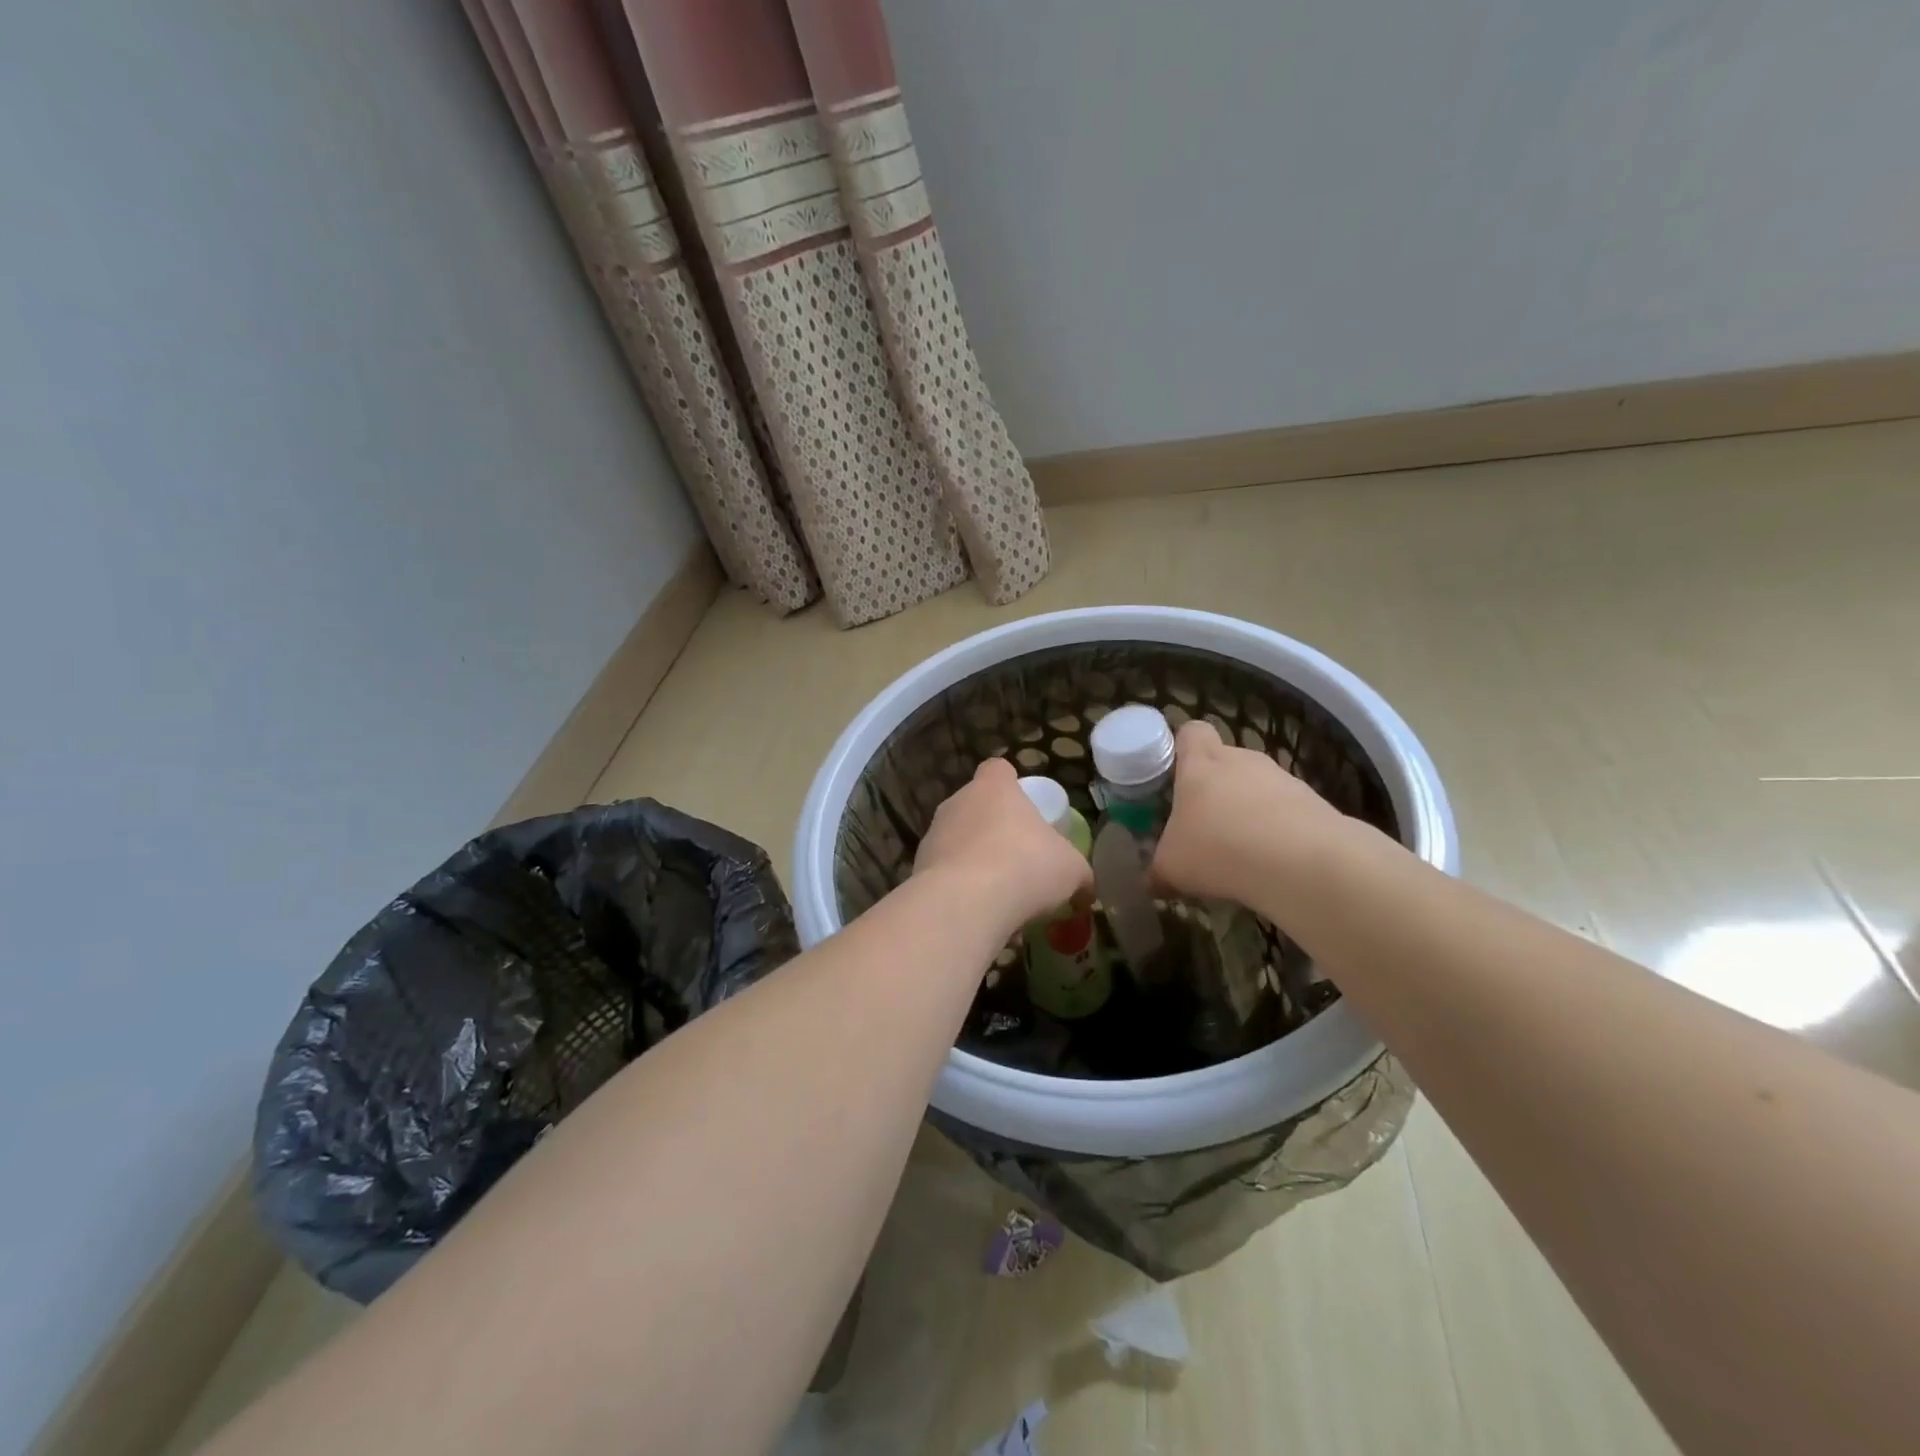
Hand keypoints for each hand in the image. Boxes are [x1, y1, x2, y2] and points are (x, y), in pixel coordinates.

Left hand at [914, 757, 1093, 931]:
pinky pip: (944, 875)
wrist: (964, 903)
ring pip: (957, 842)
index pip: (998, 769)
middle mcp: (957, 803)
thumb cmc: (1025, 867)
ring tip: (999, 895)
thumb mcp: (1071, 870)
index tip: (1024, 806)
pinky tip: (978, 915)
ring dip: (975, 861)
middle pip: (976, 806)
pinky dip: (959, 890)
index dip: (1011, 783)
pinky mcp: (918, 869)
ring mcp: (933, 835)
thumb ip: (1078, 874)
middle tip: (1018, 858)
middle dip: (994, 829)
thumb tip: (1086, 889)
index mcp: (993, 788)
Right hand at [1151, 719, 1348, 908]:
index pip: (1191, 731)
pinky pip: (1286, 810)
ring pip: (1257, 786)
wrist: (1303, 863)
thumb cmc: (1219, 849)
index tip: (1174, 774)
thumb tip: (1150, 883)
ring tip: (1241, 851)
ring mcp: (1282, 778)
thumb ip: (1158, 870)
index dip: (1181, 747)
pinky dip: (1278, 831)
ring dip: (1248, 811)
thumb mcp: (1172, 867)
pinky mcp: (1314, 802)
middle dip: (1214, 788)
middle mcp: (1242, 760)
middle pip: (1225, 760)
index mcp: (1201, 763)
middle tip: (1203, 824)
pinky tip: (1273, 862)